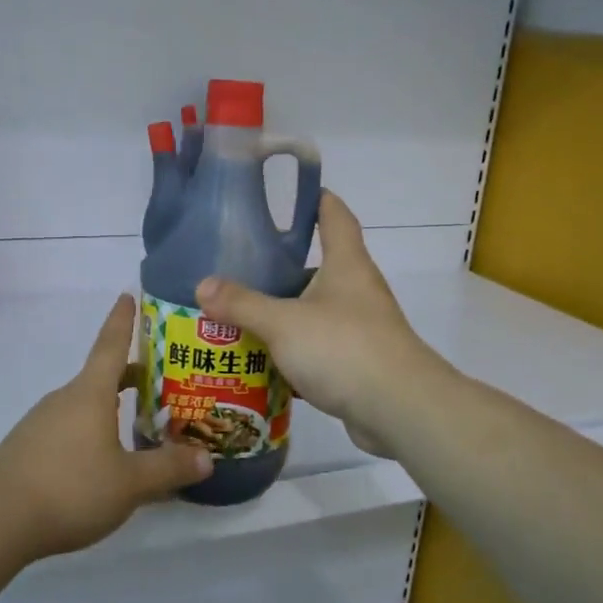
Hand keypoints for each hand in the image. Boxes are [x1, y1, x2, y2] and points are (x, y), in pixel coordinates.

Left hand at [0, 294, 212, 558]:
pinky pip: (68, 430)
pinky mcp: (27, 448)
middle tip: (160, 382)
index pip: (111, 344)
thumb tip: (206, 459)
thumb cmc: (70, 488)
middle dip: (130, 376)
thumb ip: (169, 469)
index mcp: (90, 394)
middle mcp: (65, 399)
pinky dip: (91, 433)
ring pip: (85, 406)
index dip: (123, 320)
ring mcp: (41, 423)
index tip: (128, 295)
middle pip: (101, 377)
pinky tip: (101, 465)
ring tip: (137, 428)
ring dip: (110, 409)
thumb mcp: (130, 484)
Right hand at [196, 190, 440, 455]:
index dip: (315, 199)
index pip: (334, 215)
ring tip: (238, 313)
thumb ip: (242, 304)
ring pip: (313, 311)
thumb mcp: (283, 322)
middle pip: (317, 266)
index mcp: (345, 264)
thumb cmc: (344, 348)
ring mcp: (359, 328)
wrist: (399, 409)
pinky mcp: (356, 363)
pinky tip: (259, 360)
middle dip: (280, 266)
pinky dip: (290, 352)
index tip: (289, 193)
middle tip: (238, 265)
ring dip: (282, 313)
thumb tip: (202, 285)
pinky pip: (316, 348)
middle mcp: (356, 290)